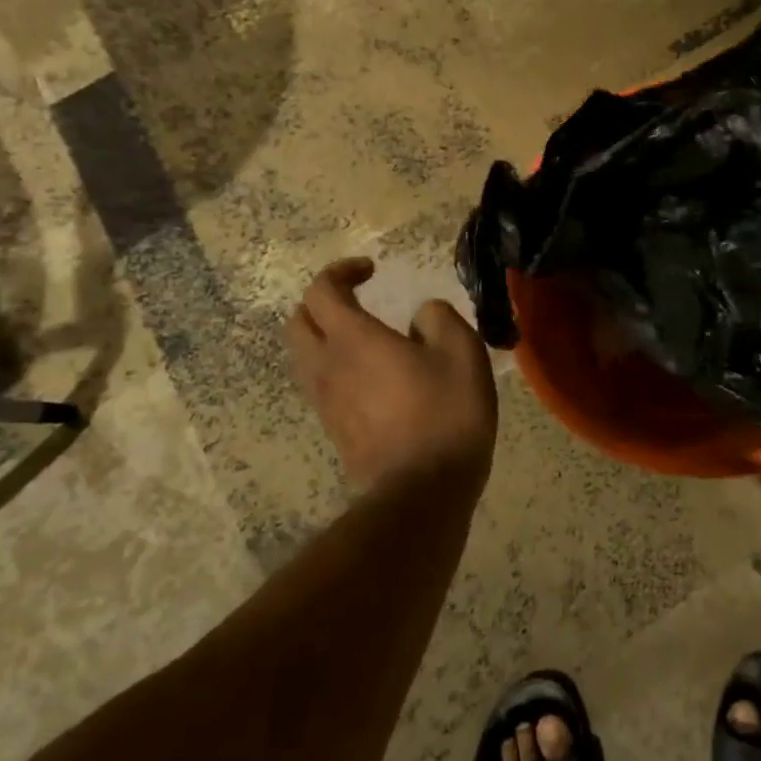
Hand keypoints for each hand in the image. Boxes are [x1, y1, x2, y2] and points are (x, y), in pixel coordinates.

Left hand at [288, 258, 498, 489]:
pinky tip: (369, 376)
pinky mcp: (333, 429)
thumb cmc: (446, 413)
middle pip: (299, 321)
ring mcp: (324, 401)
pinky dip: (333, 366)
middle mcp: (326, 366)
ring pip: (303, 355)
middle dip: (323, 302)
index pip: (322, 290)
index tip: (372, 270)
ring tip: (362, 337)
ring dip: (323, 336)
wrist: (422, 490)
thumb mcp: (462, 352)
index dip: (342, 272)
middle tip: (357, 299)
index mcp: (353, 339)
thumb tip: (421, 316)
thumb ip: (439, 319)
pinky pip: (318, 384)